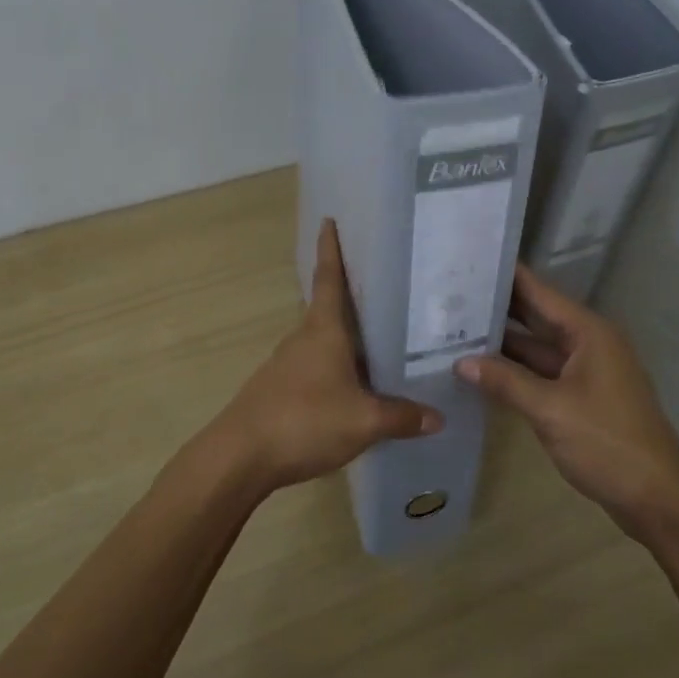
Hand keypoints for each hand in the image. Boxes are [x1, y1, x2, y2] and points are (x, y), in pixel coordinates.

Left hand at [211, 219, 442, 493]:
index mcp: (323, 330)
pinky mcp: (280, 389)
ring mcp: (287, 364)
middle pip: (330, 308)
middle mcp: (303, 338)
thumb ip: (402, 417)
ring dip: (348, 337)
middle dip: (354, 296)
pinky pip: (317, 367)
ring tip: (383, 340)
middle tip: (389, 288)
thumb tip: (438, 416)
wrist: (240, 457)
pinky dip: (337, 366)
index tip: (329, 220)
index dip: (331, 249)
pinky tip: (356, 386)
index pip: (328, 278)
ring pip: (324, 341)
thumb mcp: (364, 422)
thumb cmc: (304, 421)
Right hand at [455, 264, 678, 536]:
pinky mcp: (582, 398)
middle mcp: (589, 343)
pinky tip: (483, 370)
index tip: (471, 260)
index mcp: (589, 333)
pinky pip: (543, 374)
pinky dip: (516, 371)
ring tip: (456, 329)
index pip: (540, 292)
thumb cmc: (607, 443)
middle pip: (538, 317)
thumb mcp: (550, 409)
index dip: (508, 276)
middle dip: (499, 308)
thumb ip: (505, 382)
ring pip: (538, 348)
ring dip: (504, 343)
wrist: (656, 498)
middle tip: (452, 295)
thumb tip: (461, 362)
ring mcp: (587, 372)